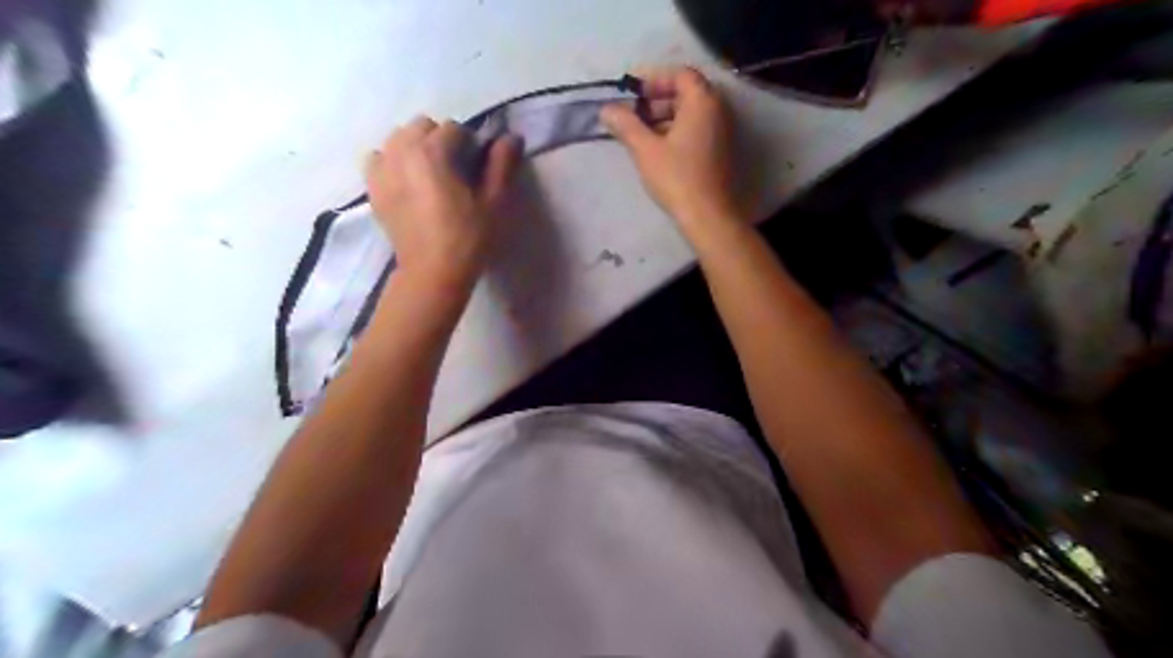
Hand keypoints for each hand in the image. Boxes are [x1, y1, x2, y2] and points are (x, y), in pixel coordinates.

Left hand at [362, 115, 516, 289]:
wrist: (432, 273)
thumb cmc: (467, 238)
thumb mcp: (494, 202)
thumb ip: (502, 164)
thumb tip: (511, 136)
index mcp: (431, 151)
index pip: (454, 128)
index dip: (470, 145)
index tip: (477, 169)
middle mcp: (400, 151)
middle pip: (422, 127)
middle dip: (440, 141)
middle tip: (456, 171)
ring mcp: (381, 169)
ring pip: (398, 139)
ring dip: (416, 147)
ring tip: (430, 175)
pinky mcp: (373, 189)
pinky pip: (378, 158)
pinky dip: (392, 161)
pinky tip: (407, 181)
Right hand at [604, 66, 739, 230]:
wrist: (708, 216)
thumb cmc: (677, 178)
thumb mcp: (645, 149)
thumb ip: (625, 125)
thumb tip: (606, 109)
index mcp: (703, 102)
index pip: (680, 74)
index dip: (654, 79)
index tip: (632, 93)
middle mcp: (717, 111)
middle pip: (686, 93)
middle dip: (657, 99)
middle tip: (632, 114)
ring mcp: (721, 132)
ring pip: (690, 114)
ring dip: (664, 117)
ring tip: (640, 133)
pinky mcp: (719, 152)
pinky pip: (696, 130)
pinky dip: (676, 131)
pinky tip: (656, 149)